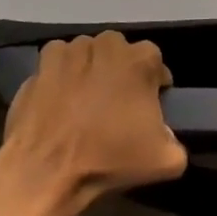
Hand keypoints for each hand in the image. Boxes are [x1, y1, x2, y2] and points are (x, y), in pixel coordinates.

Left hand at [0, 32, 188, 215]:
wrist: (45, 171)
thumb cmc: (108, 158)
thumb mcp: (165, 161)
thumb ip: (176, 141)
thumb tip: (166, 136)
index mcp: (140, 59)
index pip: (155, 64)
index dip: (154, 86)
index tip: (147, 109)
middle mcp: (107, 44)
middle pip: (120, 54)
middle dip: (121, 73)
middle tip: (116, 106)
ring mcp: (70, 50)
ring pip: (89, 54)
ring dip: (91, 71)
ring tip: (85, 104)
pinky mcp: (40, 65)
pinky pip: (58, 63)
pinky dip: (61, 75)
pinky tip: (60, 99)